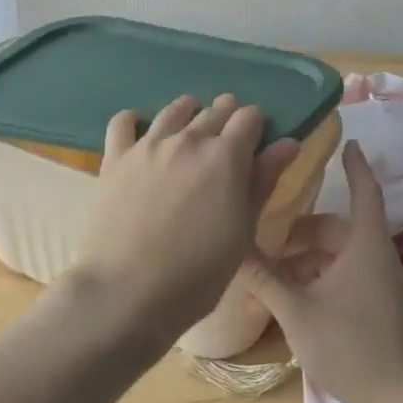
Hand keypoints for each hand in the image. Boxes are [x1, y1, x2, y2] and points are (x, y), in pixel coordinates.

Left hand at [73, 95, 300, 349]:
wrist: (125, 292)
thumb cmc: (196, 274)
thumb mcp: (242, 232)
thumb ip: (263, 182)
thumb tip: (288, 143)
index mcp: (225, 156)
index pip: (249, 118)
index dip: (256, 126)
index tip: (255, 142)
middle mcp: (188, 140)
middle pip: (215, 110)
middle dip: (226, 118)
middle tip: (226, 141)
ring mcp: (148, 145)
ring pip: (174, 110)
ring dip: (189, 113)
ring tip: (191, 128)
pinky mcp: (114, 158)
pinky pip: (123, 122)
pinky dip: (135, 120)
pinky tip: (141, 131)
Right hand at [244, 142, 402, 402]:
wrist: (399, 401)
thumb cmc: (349, 346)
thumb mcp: (297, 311)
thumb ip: (264, 279)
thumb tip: (233, 250)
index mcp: (365, 246)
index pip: (364, 192)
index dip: (355, 166)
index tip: (347, 143)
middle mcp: (378, 257)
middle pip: (340, 228)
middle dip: (305, 230)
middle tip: (271, 236)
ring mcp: (383, 284)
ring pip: (342, 255)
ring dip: (310, 258)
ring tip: (275, 272)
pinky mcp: (381, 306)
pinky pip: (348, 276)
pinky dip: (322, 276)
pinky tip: (295, 297)